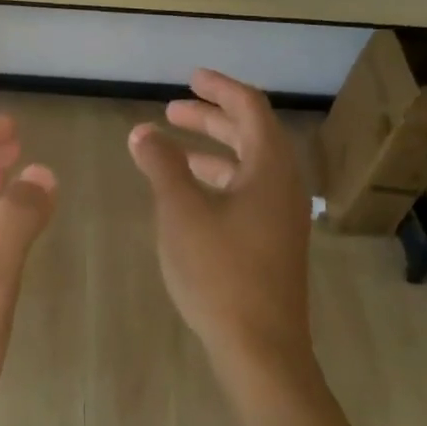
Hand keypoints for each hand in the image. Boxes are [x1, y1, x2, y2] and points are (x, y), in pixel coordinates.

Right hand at [128, 70, 314, 382]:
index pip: (250, 107)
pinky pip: (246, 193)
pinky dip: (217, 181)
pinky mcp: (272, 242)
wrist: (260, 347)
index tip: (190, 78)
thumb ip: (162, 165)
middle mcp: (283, 185)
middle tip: (172, 111)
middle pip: (250, 134)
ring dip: (211, 151)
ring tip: (171, 149)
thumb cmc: (220, 272)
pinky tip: (187, 195)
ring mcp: (281, 217)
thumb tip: (143, 132)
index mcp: (270, 168)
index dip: (219, 87)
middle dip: (211, 118)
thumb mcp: (181, 212)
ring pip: (247, 166)